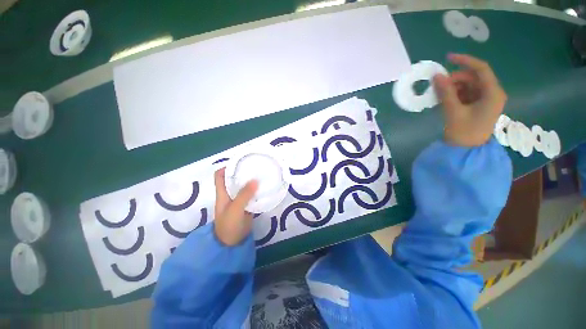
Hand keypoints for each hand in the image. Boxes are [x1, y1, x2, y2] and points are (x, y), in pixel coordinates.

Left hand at [213, 168, 258, 245]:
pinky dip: (256, 190)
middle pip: (234, 179)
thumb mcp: (235, 209)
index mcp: (222, 193)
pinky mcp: (247, 205)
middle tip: (255, 166)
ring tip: (262, 173)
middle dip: (242, 172)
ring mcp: (239, 200)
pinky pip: (251, 194)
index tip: (240, 162)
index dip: (227, 167)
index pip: (220, 175)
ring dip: (251, 180)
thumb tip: (255, 180)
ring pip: (244, 186)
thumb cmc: (229, 225)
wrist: (232, 243)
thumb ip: (244, 195)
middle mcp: (230, 194)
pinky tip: (264, 187)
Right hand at [433, 53, 507, 146]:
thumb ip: (446, 92)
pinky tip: (444, 100)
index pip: (481, 69)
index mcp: (493, 93)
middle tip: (438, 85)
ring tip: (439, 95)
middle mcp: (492, 93)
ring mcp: (486, 100)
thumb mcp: (453, 111)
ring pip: (469, 86)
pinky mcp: (478, 106)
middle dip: (455, 79)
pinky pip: (466, 94)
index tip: (448, 58)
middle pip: (473, 78)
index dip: (465, 61)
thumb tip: (437, 75)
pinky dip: (455, 94)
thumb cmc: (463, 132)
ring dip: (453, 87)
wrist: (466, 151)